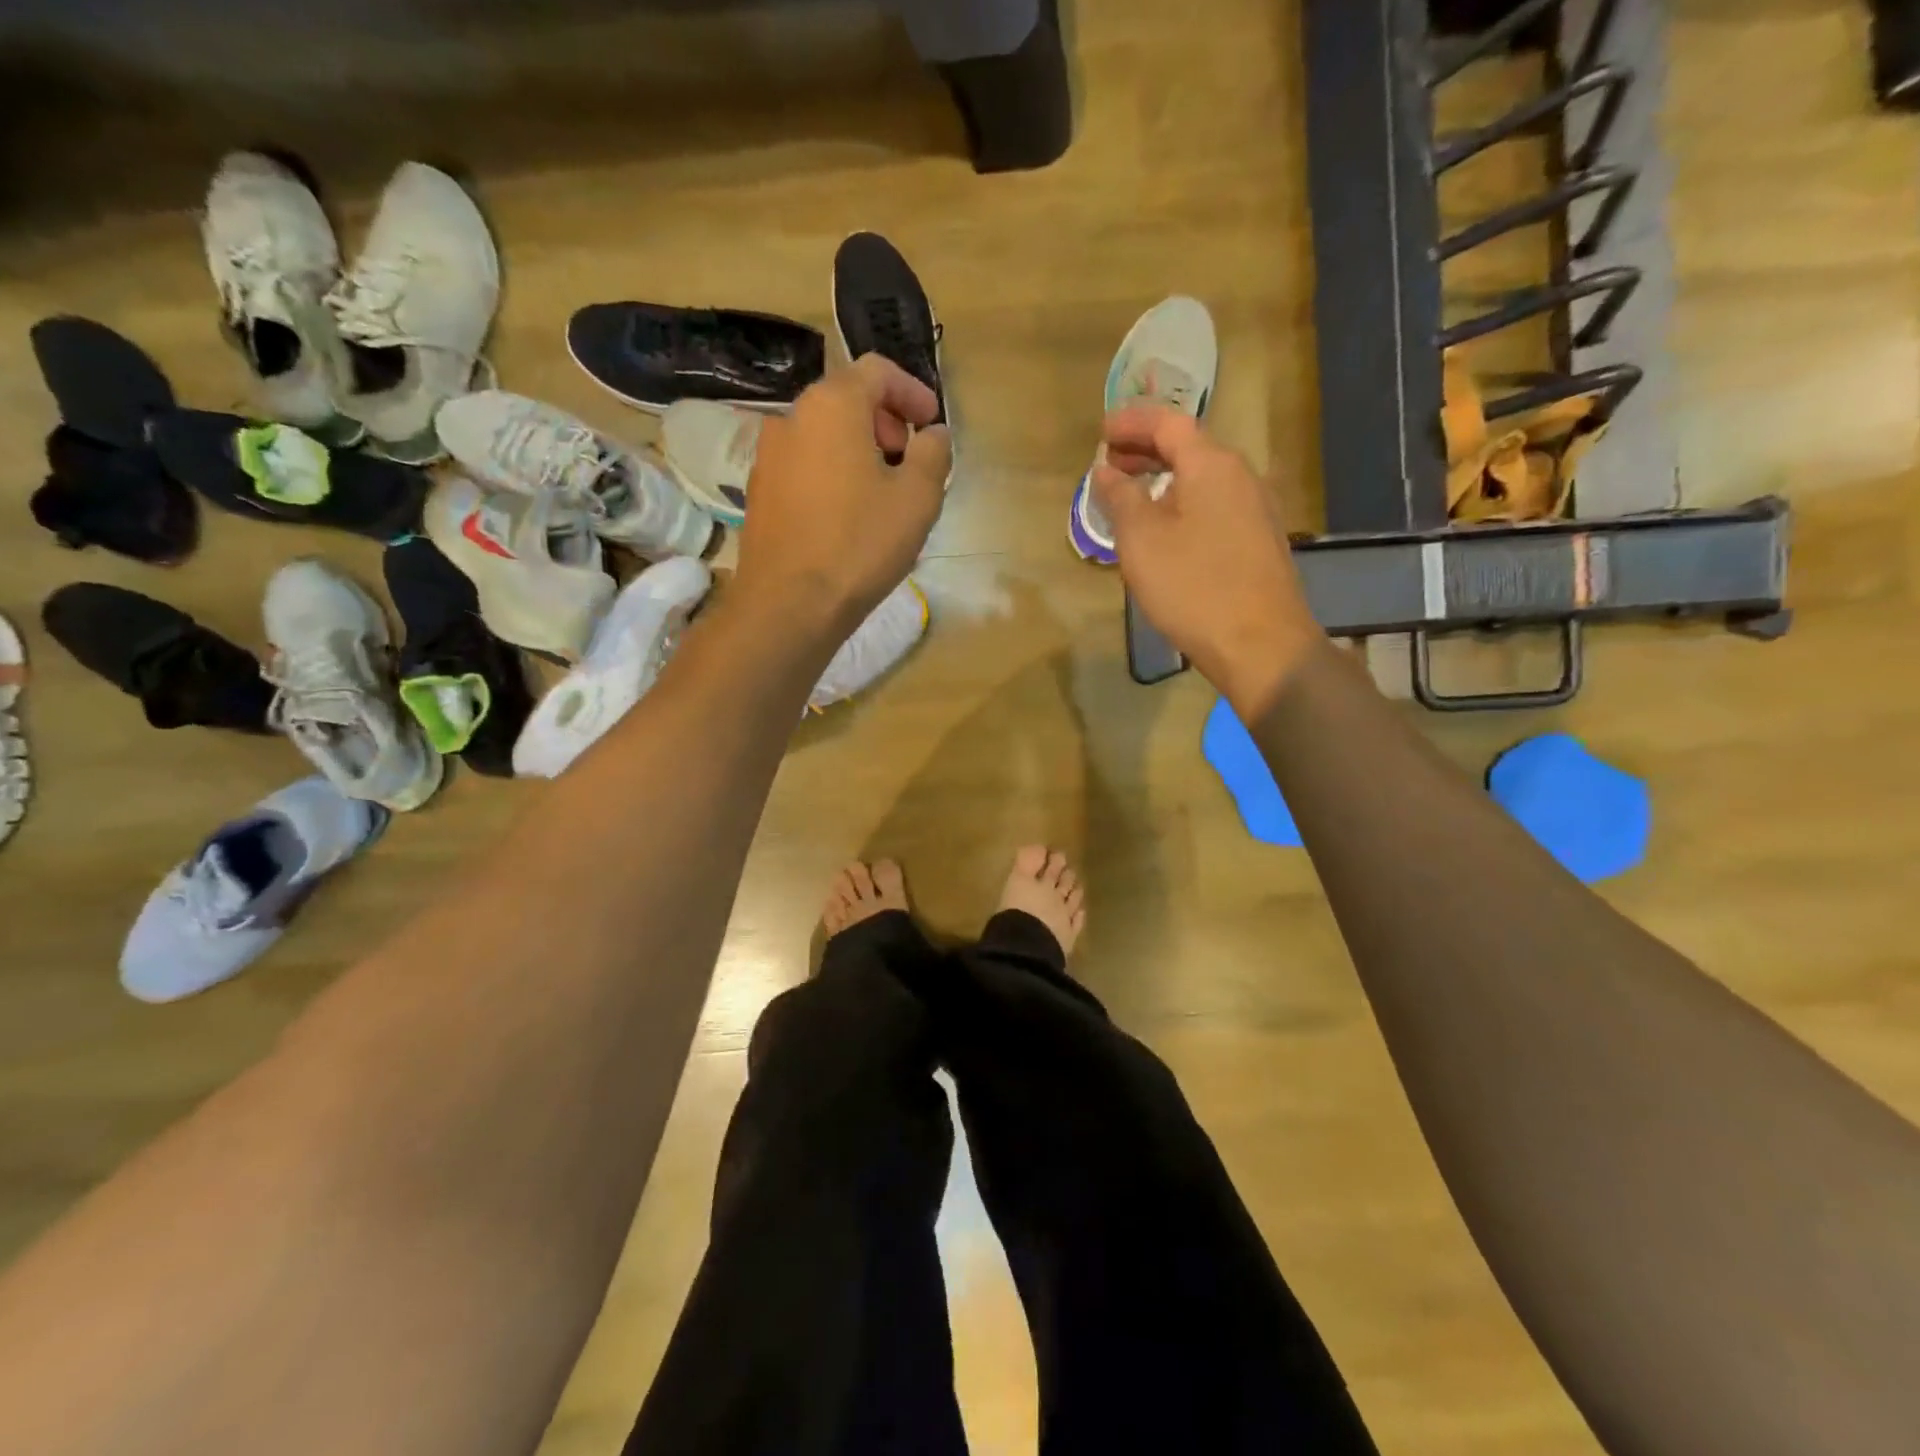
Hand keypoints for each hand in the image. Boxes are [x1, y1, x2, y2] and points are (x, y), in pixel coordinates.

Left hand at [734, 353, 950, 639]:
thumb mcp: (917, 498)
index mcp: (832, 405)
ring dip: (858, 449)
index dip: (912, 391)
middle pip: (846, 399)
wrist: (789, 604)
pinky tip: (848, 514)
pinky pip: (805, 465)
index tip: (932, 424)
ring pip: (823, 434)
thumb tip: (934, 434)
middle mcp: (792, 417)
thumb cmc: (860, 544)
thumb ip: (933, 453)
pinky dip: (833, 472)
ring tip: (883, 491)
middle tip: (909, 459)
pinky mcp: (759, 491)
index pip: (877, 371)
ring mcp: (768, 456)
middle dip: (885, 421)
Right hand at [1094, 405, 1321, 715]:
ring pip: (1202, 478)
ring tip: (1130, 496)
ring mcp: (1256, 509)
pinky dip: (1182, 503)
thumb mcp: (1141, 540)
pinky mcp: (1258, 540)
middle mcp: (1241, 476)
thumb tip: (1106, 470)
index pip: (1168, 424)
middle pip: (1189, 448)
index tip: (1101, 431)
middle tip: (1109, 462)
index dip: (1132, 423)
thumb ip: (1120, 497)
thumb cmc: (1194, 586)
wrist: (1260, 644)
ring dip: (1163, 479)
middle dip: (1146, 450)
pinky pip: (1213, 505)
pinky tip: (1164, 529)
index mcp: (1212, 465)